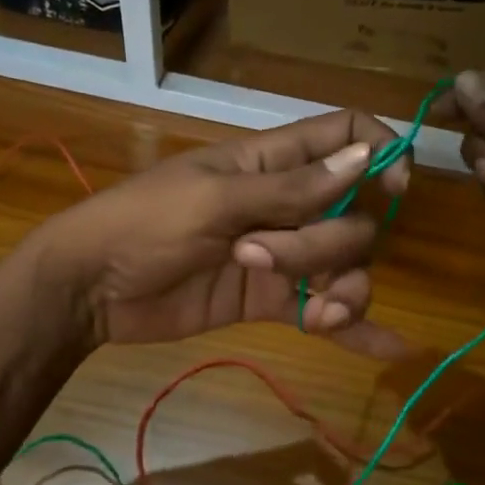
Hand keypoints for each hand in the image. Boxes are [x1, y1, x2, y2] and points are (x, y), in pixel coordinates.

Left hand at [29, 111, 409, 353]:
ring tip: (312, 313)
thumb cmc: (142, 224)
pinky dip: (353, 328)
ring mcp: (282, 255)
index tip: (394, 188)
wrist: (91, 290)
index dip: (380, 153)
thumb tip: (365, 159)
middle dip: (326, 245)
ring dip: (341, 289)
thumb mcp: (214, 200)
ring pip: (346, 266)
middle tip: (257, 256)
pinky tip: (388, 348)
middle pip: (353, 215)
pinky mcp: (270, 300)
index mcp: (271, 162)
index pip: (345, 136)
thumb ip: (291, 189)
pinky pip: (323, 309)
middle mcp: (287, 205)